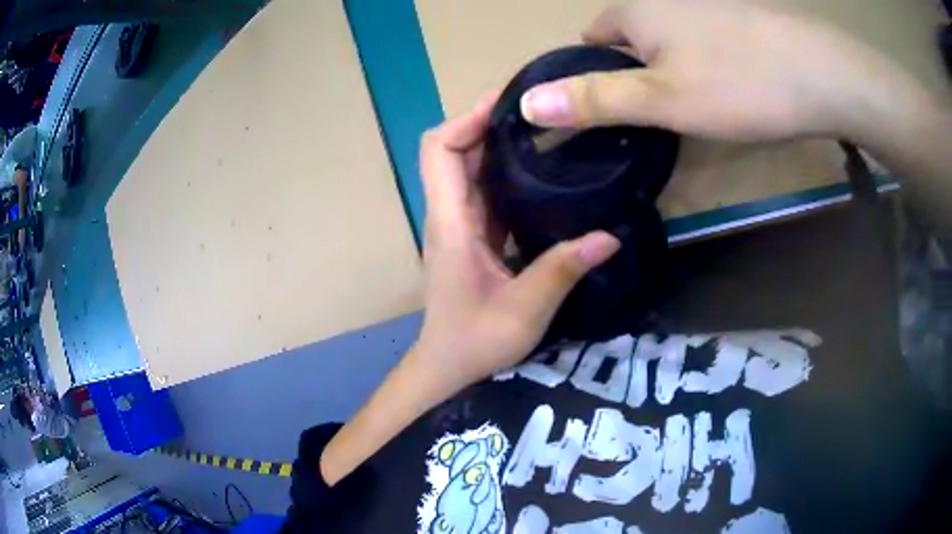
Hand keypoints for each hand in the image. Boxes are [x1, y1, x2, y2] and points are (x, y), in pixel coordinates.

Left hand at [411, 93, 619, 389]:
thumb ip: (562, 270)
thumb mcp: (525, 310)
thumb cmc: (475, 342)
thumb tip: (610, 236)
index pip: (440, 151)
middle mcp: (449, 215)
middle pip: (454, 150)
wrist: (448, 366)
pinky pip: (484, 192)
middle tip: (537, 110)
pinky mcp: (472, 236)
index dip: (466, 119)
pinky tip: (542, 173)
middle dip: (487, 123)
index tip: (507, 104)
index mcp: (452, 223)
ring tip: (544, 130)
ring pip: (469, 169)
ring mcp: (459, 225)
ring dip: (497, 145)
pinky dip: (505, 173)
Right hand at [519, 0, 912, 142]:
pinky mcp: (739, 16)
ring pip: (670, 34)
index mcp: (636, 12)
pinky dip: (705, 57)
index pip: (593, 35)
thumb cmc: (739, 84)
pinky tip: (728, 80)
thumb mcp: (663, 100)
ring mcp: (706, 4)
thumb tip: (527, 103)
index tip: (608, 104)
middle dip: (634, 67)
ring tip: (694, 99)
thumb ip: (595, 99)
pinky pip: (704, 36)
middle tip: (656, 110)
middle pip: (632, 34)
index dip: (593, 69)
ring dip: (671, 62)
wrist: (821, 73)